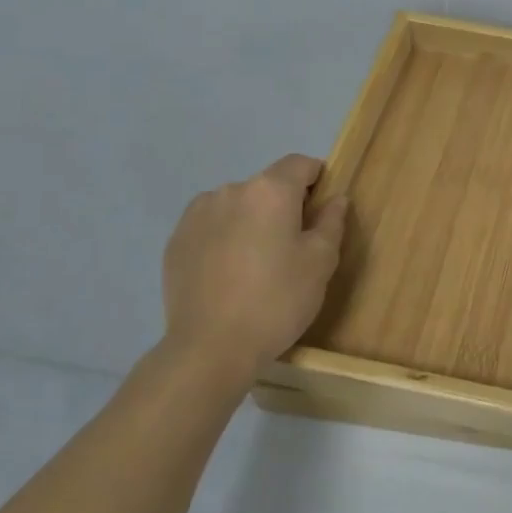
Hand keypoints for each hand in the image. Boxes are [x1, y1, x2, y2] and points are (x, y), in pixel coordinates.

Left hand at [159, 155, 347, 398]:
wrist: (210, 348)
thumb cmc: (277, 299)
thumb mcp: (321, 261)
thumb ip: (331, 221)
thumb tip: (335, 198)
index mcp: (270, 190)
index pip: (300, 164)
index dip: (317, 180)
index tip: (323, 211)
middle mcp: (230, 191)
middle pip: (267, 186)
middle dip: (283, 206)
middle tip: (293, 247)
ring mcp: (197, 215)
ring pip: (237, 207)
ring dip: (252, 221)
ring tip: (257, 264)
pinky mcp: (176, 241)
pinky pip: (211, 228)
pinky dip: (225, 239)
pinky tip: (229, 275)